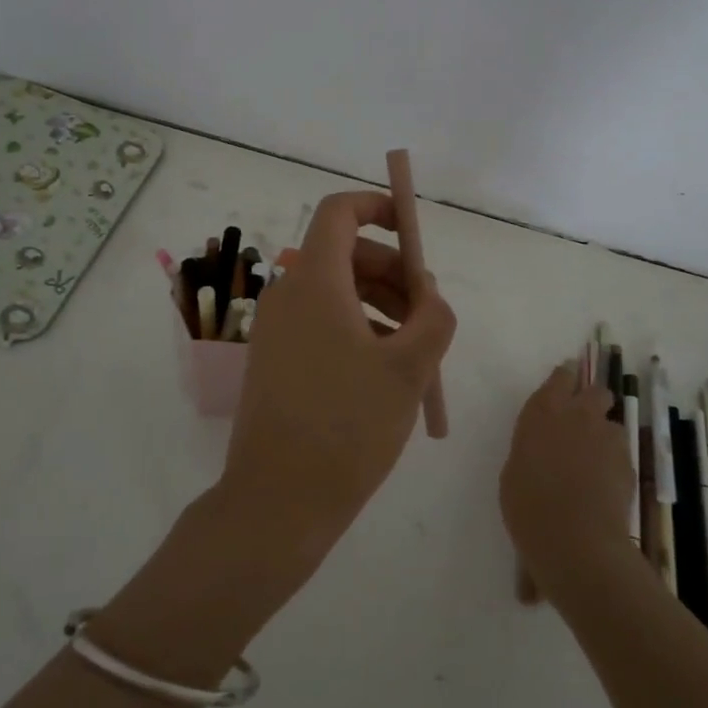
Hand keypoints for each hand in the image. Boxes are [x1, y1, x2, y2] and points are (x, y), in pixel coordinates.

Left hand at [213, 190, 457, 575]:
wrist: (277, 500)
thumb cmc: (348, 426)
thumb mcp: (409, 368)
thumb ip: (433, 317)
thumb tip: (428, 293)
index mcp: (314, 281)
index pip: (339, 212)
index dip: (378, 207)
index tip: (414, 233)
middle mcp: (287, 294)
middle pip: (343, 253)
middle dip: (392, 271)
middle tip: (428, 313)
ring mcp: (275, 328)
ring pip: (335, 292)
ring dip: (380, 304)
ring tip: (416, 350)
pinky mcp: (274, 359)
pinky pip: (320, 322)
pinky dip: (356, 329)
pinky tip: (385, 373)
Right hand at [500, 364, 630, 602]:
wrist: (575, 539)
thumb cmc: (528, 504)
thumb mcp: (515, 471)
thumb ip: (532, 450)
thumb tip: (542, 453)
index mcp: (542, 411)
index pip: (560, 377)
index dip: (565, 378)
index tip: (565, 380)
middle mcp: (578, 415)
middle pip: (596, 391)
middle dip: (593, 400)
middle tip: (583, 419)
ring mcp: (607, 439)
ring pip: (613, 424)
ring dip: (605, 435)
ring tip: (595, 461)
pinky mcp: (629, 464)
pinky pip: (621, 454)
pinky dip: (614, 464)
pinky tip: (605, 485)